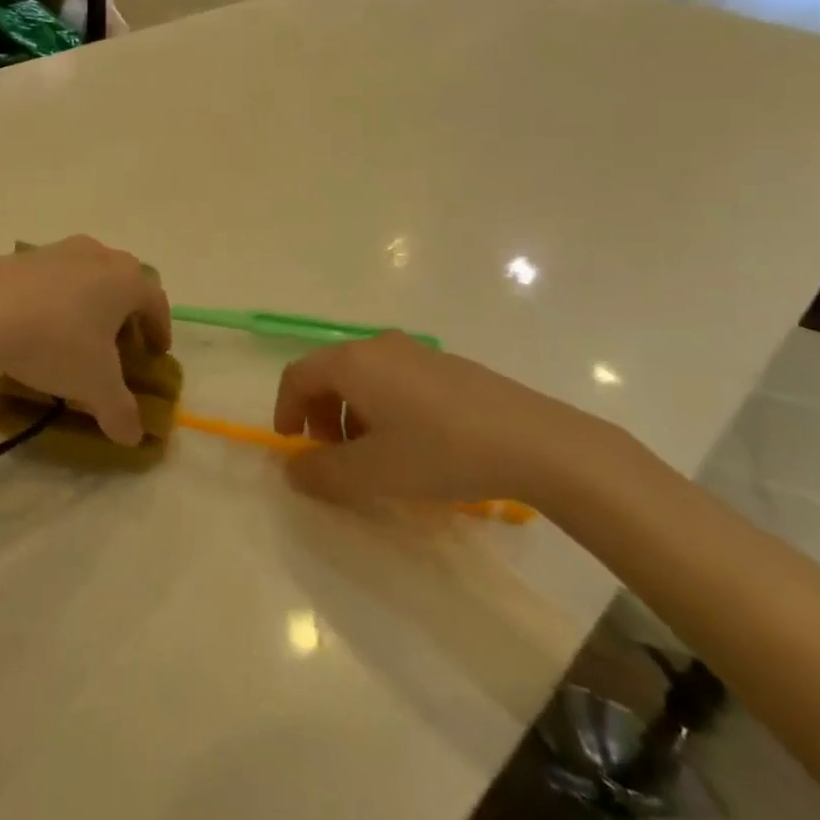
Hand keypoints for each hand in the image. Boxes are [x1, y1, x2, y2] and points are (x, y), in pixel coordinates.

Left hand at [0, 236, 171, 445]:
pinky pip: (51, 278)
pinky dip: (55, 299)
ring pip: (87, 275)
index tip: (156, 353)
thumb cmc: (56, 342)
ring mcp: (58, 251)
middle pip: (123, 281)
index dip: (160, 329)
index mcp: (127, 281)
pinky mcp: (21, 256)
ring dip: (89, 302)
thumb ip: (120, 411)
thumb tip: (134, 437)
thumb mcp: (94, 385)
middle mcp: (99, 256)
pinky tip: (38, 326)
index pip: (156, 302)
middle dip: (126, 312)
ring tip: (76, 334)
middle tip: (119, 343)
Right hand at [274, 333, 612, 506]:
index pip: (298, 376)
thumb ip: (321, 473)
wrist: (533, 442)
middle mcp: (379, 346)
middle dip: (321, 416)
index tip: (292, 446)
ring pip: (364, 378)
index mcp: (353, 362)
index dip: (286, 410)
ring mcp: (417, 352)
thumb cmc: (440, 452)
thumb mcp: (372, 473)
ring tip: (375, 457)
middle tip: (334, 456)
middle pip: (330, 374)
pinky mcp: (447, 366)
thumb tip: (292, 468)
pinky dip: (384, 408)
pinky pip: (395, 380)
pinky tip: (414, 445)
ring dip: (353, 415)